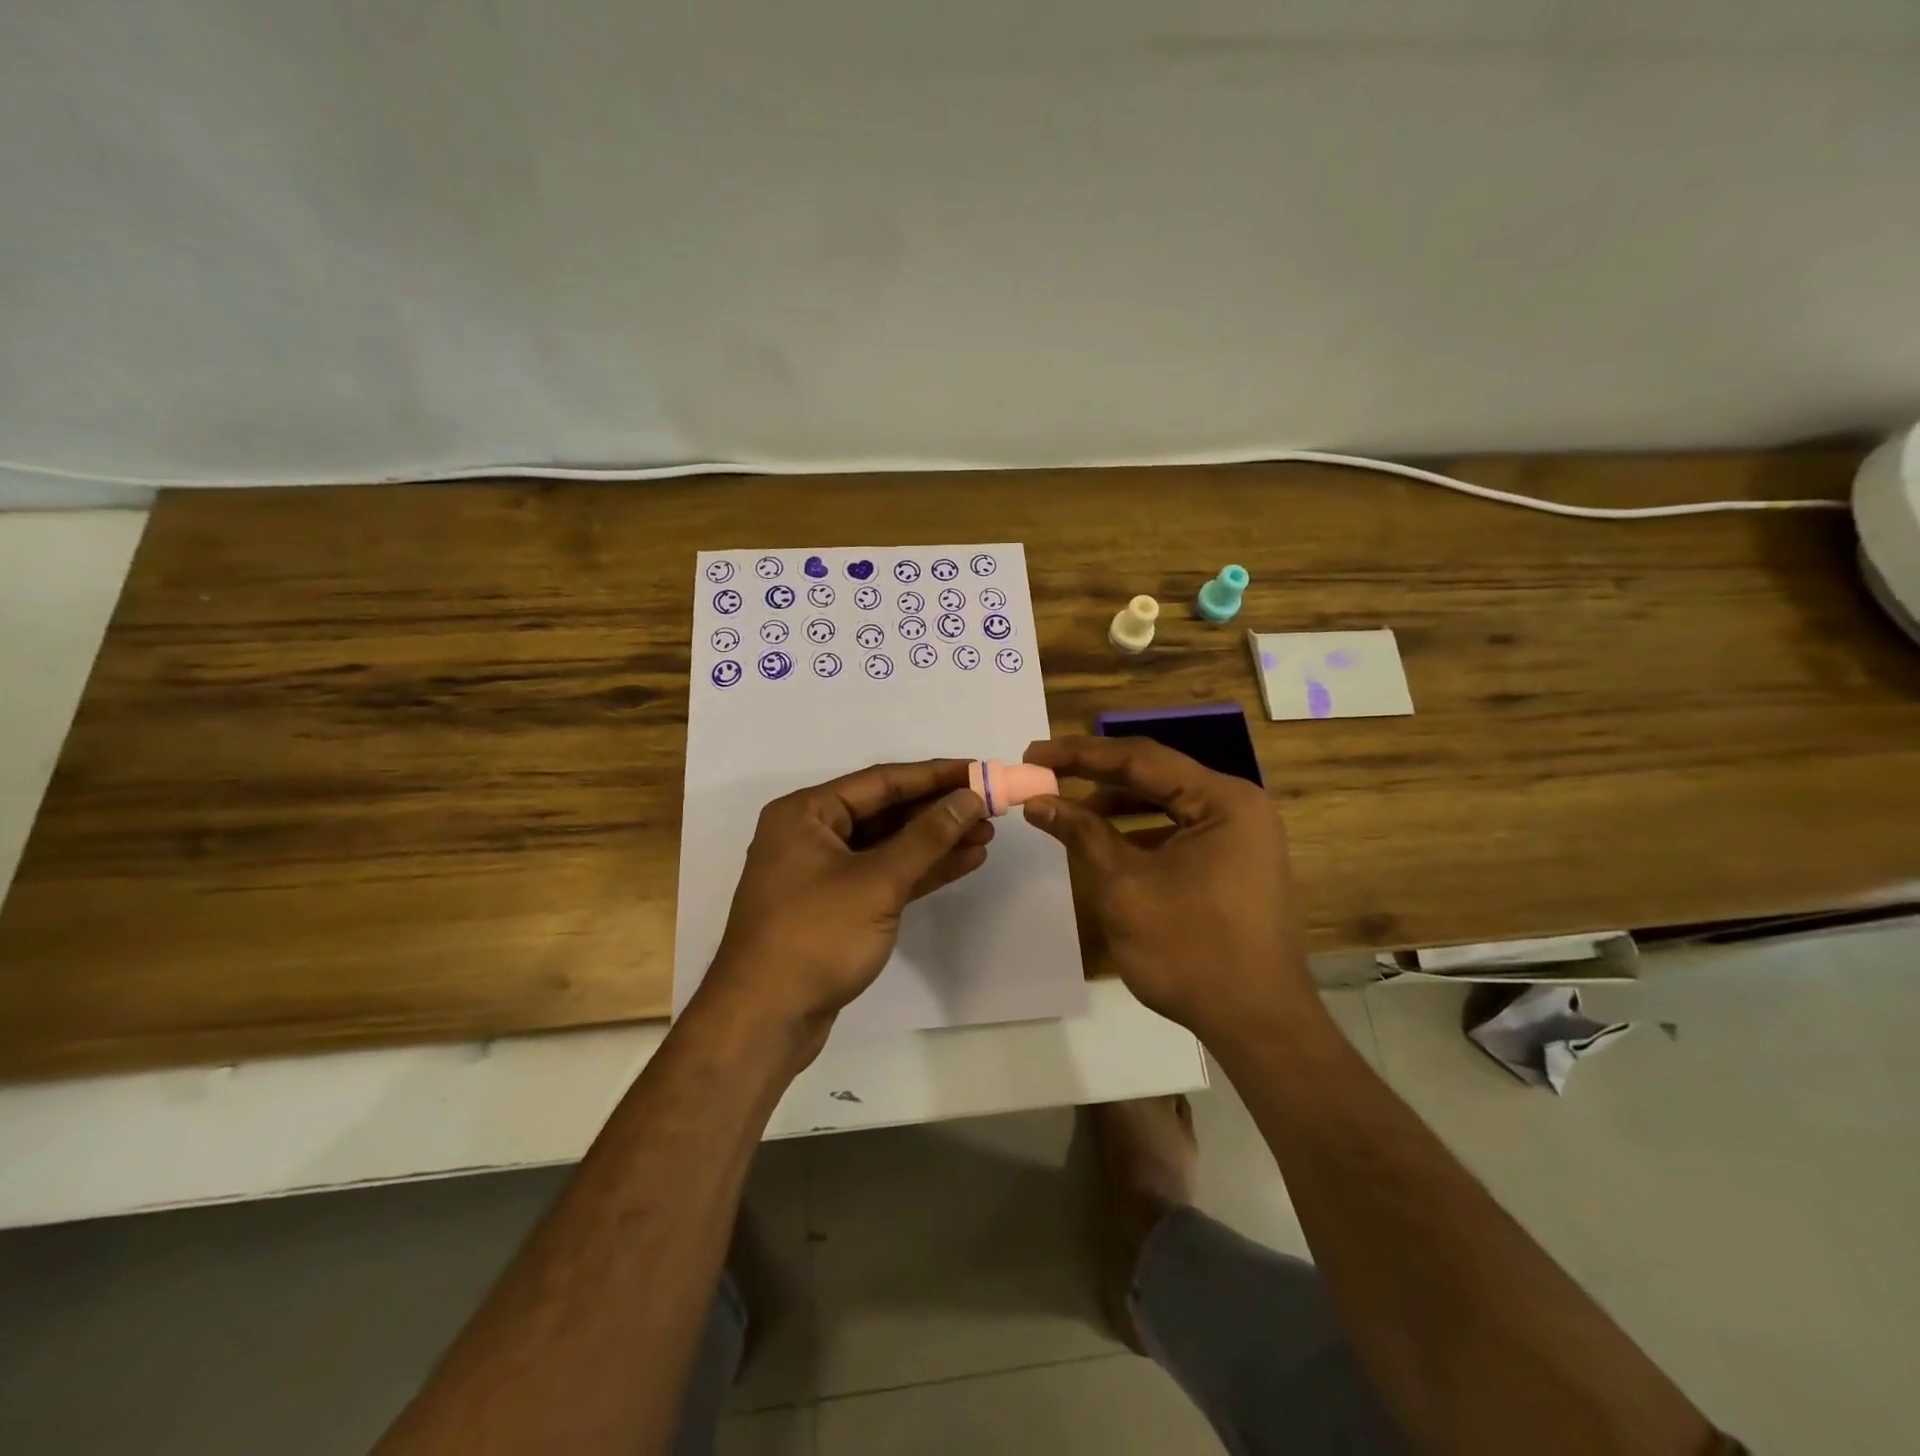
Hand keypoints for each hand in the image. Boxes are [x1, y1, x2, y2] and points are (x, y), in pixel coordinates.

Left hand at [702, 761, 990, 1046]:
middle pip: (886, 811)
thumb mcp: (877, 882)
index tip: (979, 770)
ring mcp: (824, 873)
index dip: (934, 775)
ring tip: (987, 834)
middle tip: (990, 806)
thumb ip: (926, 837)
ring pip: (889, 845)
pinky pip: (885, 875)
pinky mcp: (838, 906)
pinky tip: (963, 861)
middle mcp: (812, 834)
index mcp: (806, 813)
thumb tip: (968, 798)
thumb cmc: (815, 937)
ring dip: (936, 841)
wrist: (765, 1021)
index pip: (881, 781)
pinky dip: (921, 870)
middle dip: (938, 810)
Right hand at [1020, 735, 1311, 1039]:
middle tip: (1045, 773)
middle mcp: (1238, 806)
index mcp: (1223, 799)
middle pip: (1155, 776)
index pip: (1140, 759)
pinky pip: (1180, 831)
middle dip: (1096, 776)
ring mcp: (1241, 836)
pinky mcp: (1235, 863)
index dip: (1080, 754)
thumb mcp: (1124, 886)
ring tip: (1067, 809)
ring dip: (1116, 805)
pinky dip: (1140, 832)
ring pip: (1166, 803)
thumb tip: (1038, 800)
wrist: (1256, 1025)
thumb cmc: (1189, 950)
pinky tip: (1106, 843)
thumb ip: (1081, 833)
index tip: (1033, 753)